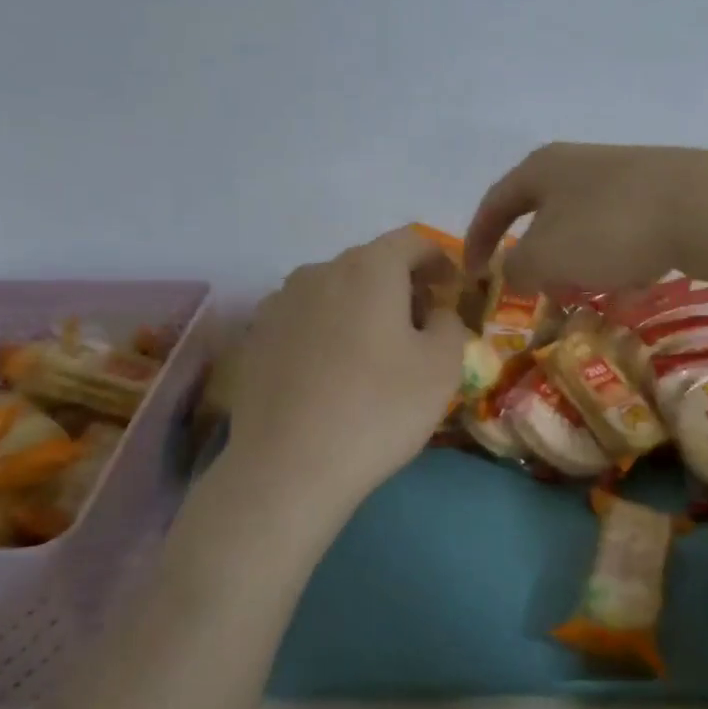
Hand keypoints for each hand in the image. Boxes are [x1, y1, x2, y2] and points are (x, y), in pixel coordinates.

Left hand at [225, 229, 468, 522]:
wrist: (287, 467)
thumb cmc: (378, 409)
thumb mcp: (442, 367)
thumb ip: (450, 323)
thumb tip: (434, 312)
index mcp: (369, 268)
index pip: (412, 241)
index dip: (439, 260)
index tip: (452, 290)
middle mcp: (320, 270)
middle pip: (371, 263)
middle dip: (401, 285)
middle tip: (420, 326)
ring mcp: (280, 302)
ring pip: (334, 290)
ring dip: (361, 307)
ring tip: (373, 351)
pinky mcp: (255, 336)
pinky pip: (304, 318)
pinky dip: (327, 330)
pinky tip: (331, 371)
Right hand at [464, 143, 707, 291]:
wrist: (705, 207)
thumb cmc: (609, 228)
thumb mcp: (546, 256)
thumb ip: (517, 269)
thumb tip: (512, 272)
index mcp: (542, 169)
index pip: (495, 203)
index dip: (478, 239)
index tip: (471, 274)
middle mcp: (579, 164)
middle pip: (541, 213)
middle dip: (533, 255)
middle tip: (531, 288)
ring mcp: (623, 175)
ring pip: (582, 225)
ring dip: (575, 261)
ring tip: (582, 293)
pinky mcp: (660, 193)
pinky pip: (620, 232)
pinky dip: (613, 259)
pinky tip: (629, 282)